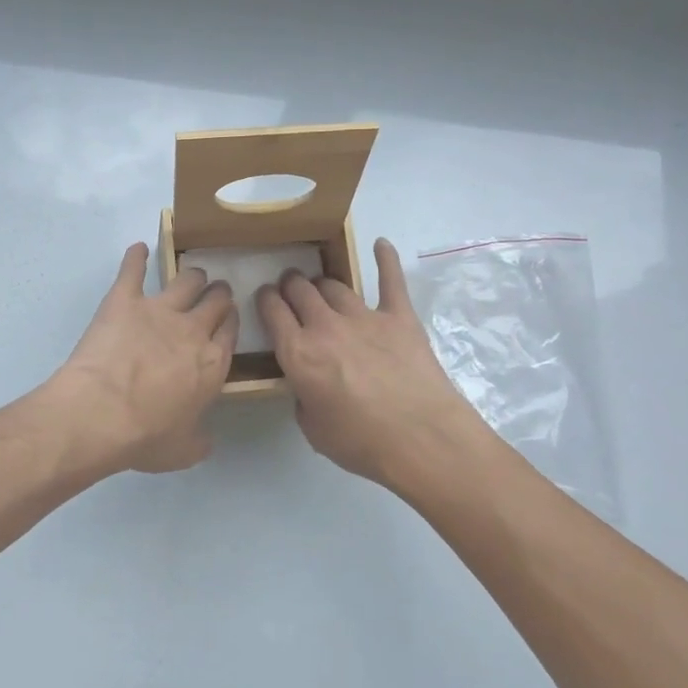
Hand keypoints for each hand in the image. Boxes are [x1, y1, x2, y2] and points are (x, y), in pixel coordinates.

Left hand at [47, 243, 237, 473]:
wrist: (101, 413)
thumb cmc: (145, 437)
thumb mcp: (183, 451)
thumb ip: (199, 440)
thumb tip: (207, 440)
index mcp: (213, 364)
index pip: (230, 331)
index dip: (230, 322)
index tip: (227, 319)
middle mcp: (193, 330)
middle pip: (216, 300)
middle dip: (218, 294)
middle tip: (215, 293)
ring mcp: (159, 310)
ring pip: (186, 279)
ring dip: (192, 276)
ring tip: (191, 274)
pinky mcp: (124, 299)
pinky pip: (133, 269)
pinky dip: (136, 257)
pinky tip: (138, 249)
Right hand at [256, 238, 493, 490]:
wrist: (422, 440)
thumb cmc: (362, 443)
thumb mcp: (313, 428)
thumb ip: (303, 396)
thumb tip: (308, 383)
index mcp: (298, 354)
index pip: (272, 311)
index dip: (265, 299)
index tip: (265, 298)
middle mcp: (325, 326)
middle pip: (300, 290)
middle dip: (290, 285)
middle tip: (291, 289)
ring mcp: (364, 317)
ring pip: (335, 285)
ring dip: (323, 283)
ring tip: (322, 285)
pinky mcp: (400, 316)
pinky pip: (390, 279)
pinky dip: (385, 259)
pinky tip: (381, 244)